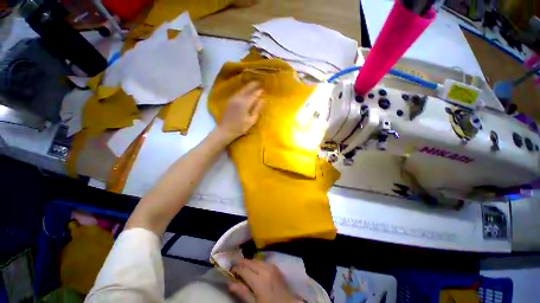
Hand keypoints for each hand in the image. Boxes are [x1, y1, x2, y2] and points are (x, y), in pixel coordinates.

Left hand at [216, 82, 263, 142]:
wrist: (225, 130)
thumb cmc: (240, 127)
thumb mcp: (251, 120)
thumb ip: (257, 109)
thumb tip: (263, 100)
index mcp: (244, 103)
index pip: (254, 94)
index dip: (259, 91)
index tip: (264, 89)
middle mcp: (238, 98)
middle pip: (247, 88)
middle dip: (253, 85)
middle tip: (259, 82)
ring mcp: (233, 98)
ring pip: (242, 89)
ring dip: (248, 86)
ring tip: (254, 85)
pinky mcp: (230, 100)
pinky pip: (238, 92)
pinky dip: (243, 90)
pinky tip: (246, 91)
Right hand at [229, 259, 301, 302]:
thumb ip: (243, 293)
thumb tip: (230, 284)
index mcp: (258, 281)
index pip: (244, 270)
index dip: (236, 269)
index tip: (230, 270)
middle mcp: (265, 270)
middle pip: (250, 262)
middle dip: (242, 262)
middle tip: (235, 264)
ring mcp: (272, 267)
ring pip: (257, 260)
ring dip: (249, 262)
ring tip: (243, 265)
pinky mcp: (276, 267)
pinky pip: (264, 261)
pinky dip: (257, 262)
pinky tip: (255, 266)